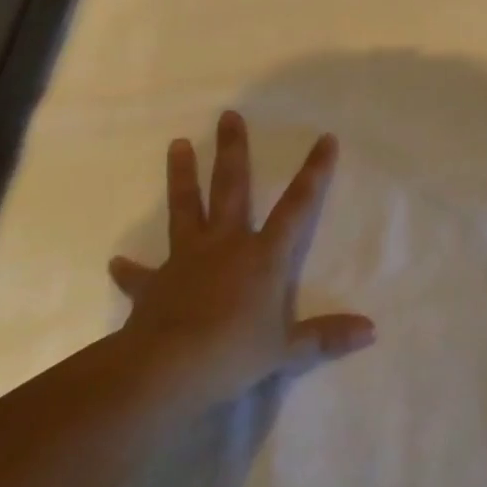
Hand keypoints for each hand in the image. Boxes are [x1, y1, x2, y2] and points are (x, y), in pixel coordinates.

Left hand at [109, 110, 374, 406]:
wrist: (164, 370)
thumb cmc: (232, 353)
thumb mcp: (286, 349)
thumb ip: (325, 336)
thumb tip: (371, 331)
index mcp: (263, 255)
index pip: (297, 206)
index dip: (313, 172)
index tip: (324, 138)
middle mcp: (226, 244)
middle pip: (231, 187)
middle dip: (233, 150)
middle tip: (227, 116)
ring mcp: (186, 260)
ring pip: (185, 208)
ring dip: (182, 176)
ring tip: (178, 144)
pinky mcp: (154, 284)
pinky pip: (141, 273)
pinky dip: (129, 269)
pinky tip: (115, 261)